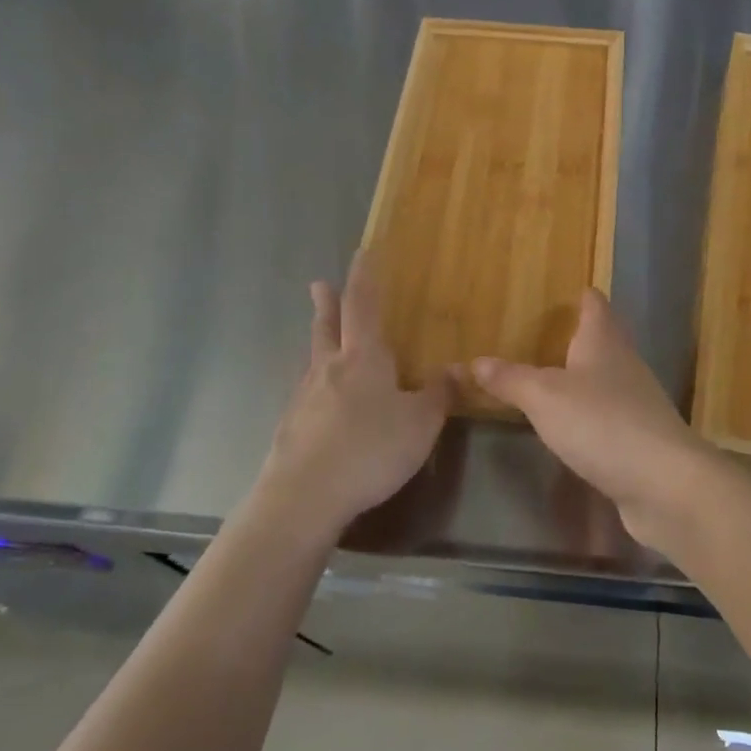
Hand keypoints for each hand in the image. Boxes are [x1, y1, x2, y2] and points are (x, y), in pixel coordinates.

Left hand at [257, 253, 447, 539]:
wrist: (305, 497)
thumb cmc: (370, 450)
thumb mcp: (420, 423)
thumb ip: (440, 395)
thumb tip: (459, 368)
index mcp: (363, 359)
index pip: (363, 307)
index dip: (364, 279)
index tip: (361, 253)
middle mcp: (329, 369)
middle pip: (326, 327)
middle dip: (327, 304)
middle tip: (319, 284)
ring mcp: (304, 398)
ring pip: (313, 358)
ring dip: (317, 340)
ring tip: (320, 337)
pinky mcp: (291, 427)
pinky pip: (306, 393)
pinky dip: (315, 383)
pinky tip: (319, 400)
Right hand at [467, 290, 717, 547]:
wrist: (663, 483)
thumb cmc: (601, 423)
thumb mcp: (544, 398)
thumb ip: (510, 379)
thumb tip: (473, 361)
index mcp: (603, 342)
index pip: (595, 305)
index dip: (582, 296)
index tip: (568, 291)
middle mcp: (624, 364)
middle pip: (604, 339)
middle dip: (580, 335)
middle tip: (547, 334)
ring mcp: (636, 402)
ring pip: (607, 377)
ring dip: (584, 375)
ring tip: (552, 377)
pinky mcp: (639, 438)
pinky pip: (609, 414)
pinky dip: (590, 413)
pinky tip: (572, 424)